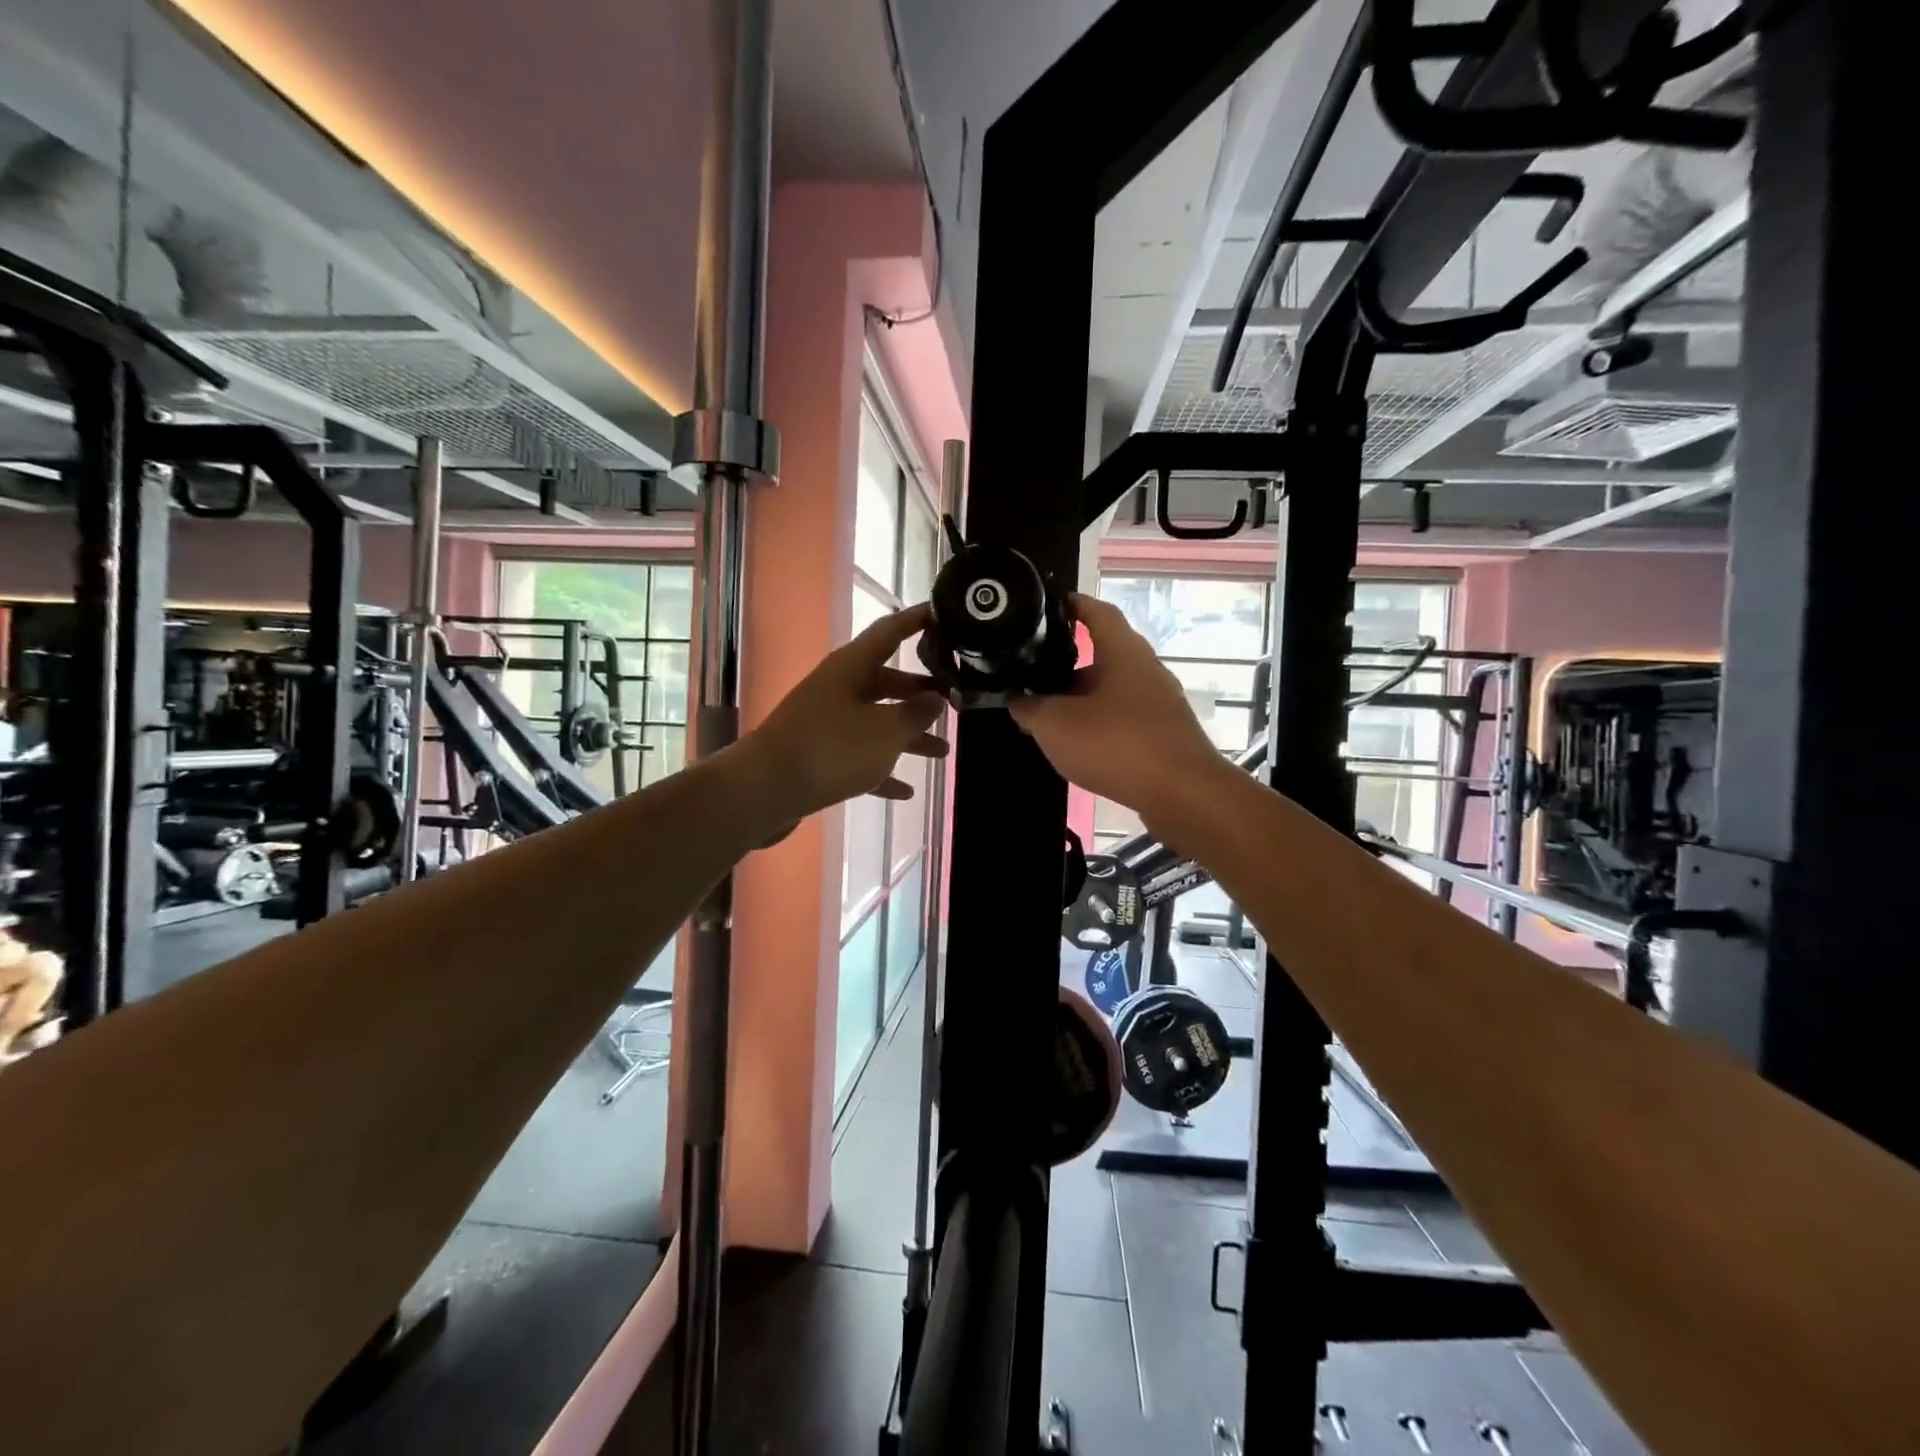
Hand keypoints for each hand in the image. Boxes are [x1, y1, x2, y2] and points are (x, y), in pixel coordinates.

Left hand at [733, 603, 947, 831]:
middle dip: (921, 693)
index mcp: (852, 668)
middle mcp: (839, 688)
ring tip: (943, 752)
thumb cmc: (831, 749)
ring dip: (909, 736)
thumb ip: (916, 714)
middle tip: (955, 700)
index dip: (917, 620)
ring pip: (877, 723)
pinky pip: (860, 758)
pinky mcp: (819, 756)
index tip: (943, 612)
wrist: (764, 790)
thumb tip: (936, 698)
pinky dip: (883, 770)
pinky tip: (906, 791)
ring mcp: (827, 722)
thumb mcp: (885, 731)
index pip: (890, 631)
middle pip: (887, 681)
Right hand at [1009, 594, 1225, 822]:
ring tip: (1050, 713)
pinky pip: (1125, 717)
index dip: (1073, 604)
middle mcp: (1146, 669)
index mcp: (1123, 652)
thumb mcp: (1056, 726)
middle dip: (1069, 662)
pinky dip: (1100, 722)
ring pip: (1113, 689)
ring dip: (1082, 697)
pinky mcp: (1165, 733)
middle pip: (1105, 654)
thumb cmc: (1116, 744)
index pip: (1098, 612)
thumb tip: (1017, 700)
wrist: (1182, 793)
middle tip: (1035, 672)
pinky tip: (1080, 744)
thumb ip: (1030, 709)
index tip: (1049, 605)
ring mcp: (1160, 703)